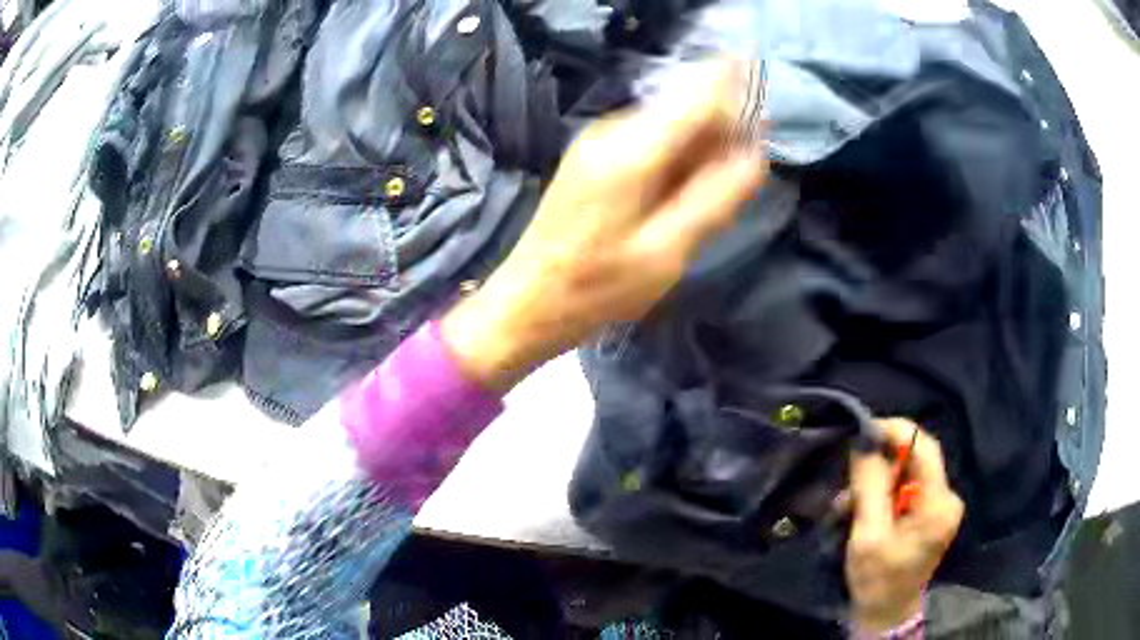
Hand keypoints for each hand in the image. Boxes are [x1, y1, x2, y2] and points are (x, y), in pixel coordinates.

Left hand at [443, 60, 766, 391]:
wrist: (528, 299)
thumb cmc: (599, 287)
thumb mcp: (667, 252)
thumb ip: (716, 198)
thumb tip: (756, 154)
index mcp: (632, 150)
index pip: (698, 94)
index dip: (737, 93)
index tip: (764, 117)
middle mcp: (612, 129)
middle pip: (684, 106)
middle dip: (720, 131)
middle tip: (737, 179)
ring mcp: (597, 138)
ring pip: (669, 123)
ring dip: (699, 148)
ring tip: (703, 198)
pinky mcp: (592, 153)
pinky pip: (649, 139)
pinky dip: (674, 158)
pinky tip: (674, 197)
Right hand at [846, 419, 964, 632]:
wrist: (886, 615)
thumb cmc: (877, 580)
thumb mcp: (868, 535)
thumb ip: (869, 486)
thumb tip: (864, 441)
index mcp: (939, 503)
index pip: (924, 447)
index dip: (895, 431)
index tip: (862, 432)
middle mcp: (947, 498)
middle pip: (916, 460)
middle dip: (880, 464)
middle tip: (848, 479)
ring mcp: (940, 507)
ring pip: (908, 474)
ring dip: (877, 483)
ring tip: (847, 503)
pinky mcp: (930, 515)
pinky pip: (907, 489)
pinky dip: (883, 495)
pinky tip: (862, 510)